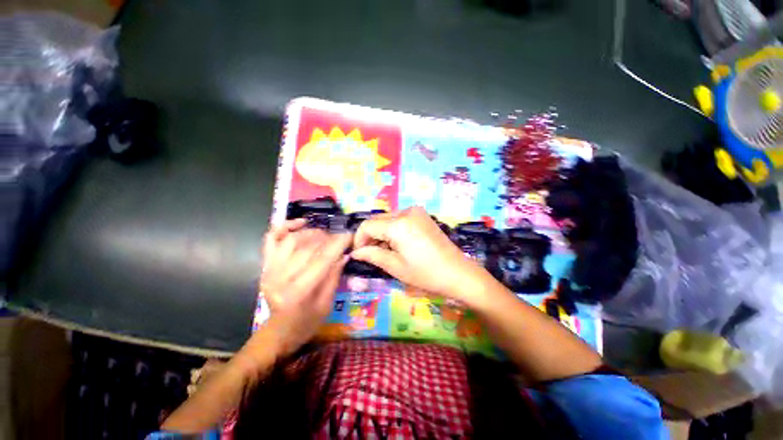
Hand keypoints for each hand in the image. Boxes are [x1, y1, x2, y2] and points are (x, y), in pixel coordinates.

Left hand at [258, 219, 350, 356]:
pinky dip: (285, 226)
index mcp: (298, 292)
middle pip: (307, 247)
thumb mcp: (327, 303)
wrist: (280, 330)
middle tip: (339, 238)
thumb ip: (334, 275)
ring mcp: (269, 269)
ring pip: (292, 239)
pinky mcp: (265, 265)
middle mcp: (280, 278)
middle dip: (328, 238)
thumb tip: (344, 253)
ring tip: (324, 236)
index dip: (337, 244)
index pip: (321, 260)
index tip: (349, 235)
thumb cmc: (307, 322)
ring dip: (312, 233)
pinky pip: (271, 238)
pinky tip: (301, 223)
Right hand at [351, 207, 494, 305]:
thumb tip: (355, 252)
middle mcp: (406, 211)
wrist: (458, 273)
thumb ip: (372, 255)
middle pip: (377, 220)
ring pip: (388, 219)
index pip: (367, 225)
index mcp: (398, 224)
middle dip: (370, 236)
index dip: (359, 239)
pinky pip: (400, 219)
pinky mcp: (422, 215)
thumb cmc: (425, 273)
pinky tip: (397, 244)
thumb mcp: (395, 266)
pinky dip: (393, 229)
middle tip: (370, 254)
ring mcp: (416, 211)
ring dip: (381, 233)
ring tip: (385, 251)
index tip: (358, 253)